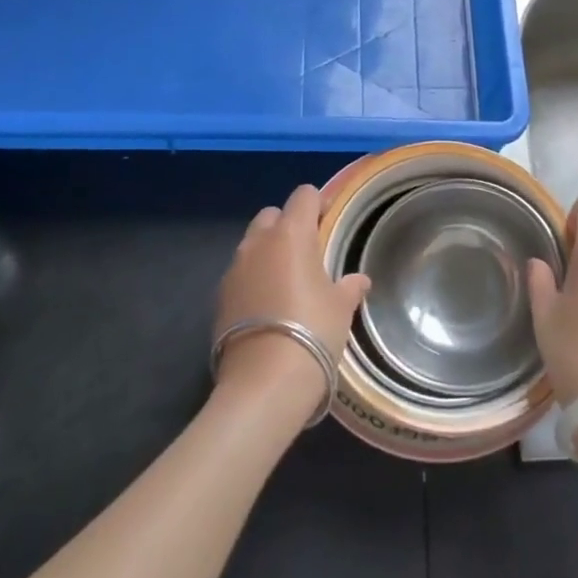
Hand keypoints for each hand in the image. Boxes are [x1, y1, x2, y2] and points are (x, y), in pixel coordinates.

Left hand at [213, 184, 368, 409]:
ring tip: (287, 281)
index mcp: (291, 233)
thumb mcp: (341, 308)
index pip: (304, 196)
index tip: (330, 222)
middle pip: (272, 215)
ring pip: (252, 244)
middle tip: (308, 252)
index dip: (318, 204)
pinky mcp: (219, 297)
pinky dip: (253, 279)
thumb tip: (359, 280)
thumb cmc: (313, 331)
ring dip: (268, 252)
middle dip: (288, 225)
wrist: (264, 382)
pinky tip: (268, 306)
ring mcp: (234, 269)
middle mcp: (258, 242)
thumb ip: (349, 287)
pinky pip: (240, 274)